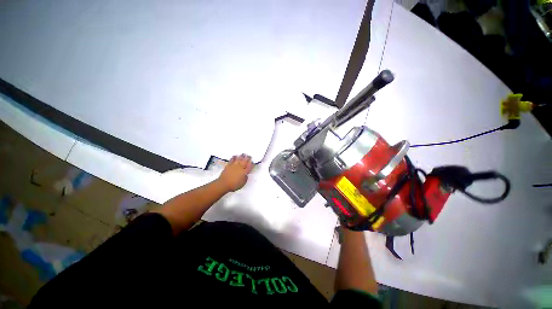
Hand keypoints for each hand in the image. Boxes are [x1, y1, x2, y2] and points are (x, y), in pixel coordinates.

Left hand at [217, 154, 253, 191]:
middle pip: (245, 161)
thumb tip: (246, 174)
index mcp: (244, 172)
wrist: (223, 184)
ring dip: (241, 156)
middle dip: (248, 158)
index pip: (249, 166)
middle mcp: (240, 167)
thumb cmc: (234, 185)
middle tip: (249, 155)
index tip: (253, 161)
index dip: (252, 163)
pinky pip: (232, 160)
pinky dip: (233, 157)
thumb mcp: (243, 183)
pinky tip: (235, 156)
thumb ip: (245, 178)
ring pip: (239, 159)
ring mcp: (234, 166)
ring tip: (243, 154)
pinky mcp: (229, 165)